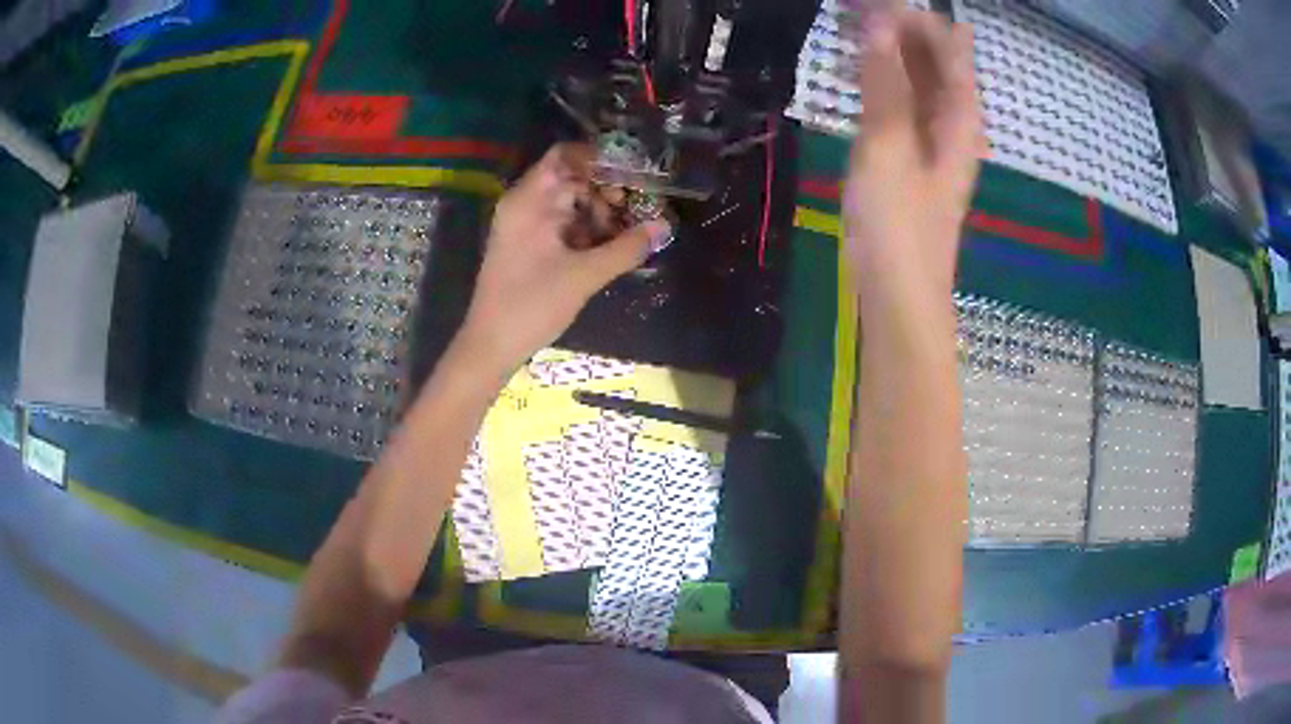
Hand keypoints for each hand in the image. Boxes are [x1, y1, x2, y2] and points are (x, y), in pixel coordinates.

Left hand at [459, 143, 672, 370]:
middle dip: (607, 191)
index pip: (565, 155)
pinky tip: (612, 247)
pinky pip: (563, 225)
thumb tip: (664, 226)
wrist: (490, 346)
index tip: (635, 172)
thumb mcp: (584, 276)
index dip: (600, 158)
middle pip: (572, 179)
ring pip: (570, 204)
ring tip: (630, 233)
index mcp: (529, 200)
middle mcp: (525, 205)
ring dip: (601, 214)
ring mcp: (526, 226)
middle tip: (639, 209)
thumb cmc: (531, 305)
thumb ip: (626, 249)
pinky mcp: (529, 246)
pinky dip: (587, 231)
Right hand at [843, 10, 982, 302]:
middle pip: (936, 58)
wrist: (901, 297)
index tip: (872, 0)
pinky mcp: (913, 155)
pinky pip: (904, 101)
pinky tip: (856, 70)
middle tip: (851, 8)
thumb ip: (884, 83)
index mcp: (960, 116)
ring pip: (918, 78)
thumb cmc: (899, 227)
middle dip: (900, 25)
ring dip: (889, 49)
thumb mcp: (888, 147)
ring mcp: (934, 138)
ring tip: (848, 25)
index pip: (948, 45)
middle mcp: (954, 120)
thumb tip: (879, 22)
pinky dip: (883, 78)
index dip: (915, 16)